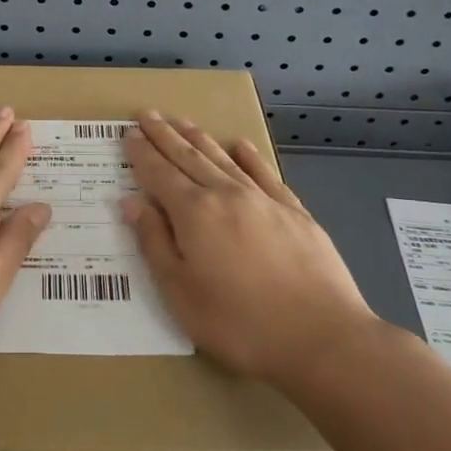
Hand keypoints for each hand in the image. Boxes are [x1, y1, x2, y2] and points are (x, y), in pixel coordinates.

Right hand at [122, 112, 373, 387]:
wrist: (322, 337)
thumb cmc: (240, 323)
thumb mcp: (180, 293)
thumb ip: (154, 243)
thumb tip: (132, 202)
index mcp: (194, 213)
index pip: (159, 174)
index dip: (141, 153)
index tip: (129, 133)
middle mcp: (226, 194)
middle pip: (188, 157)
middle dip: (165, 135)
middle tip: (147, 114)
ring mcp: (263, 200)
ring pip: (223, 159)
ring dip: (199, 138)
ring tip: (182, 121)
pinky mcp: (294, 212)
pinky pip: (265, 173)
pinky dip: (249, 156)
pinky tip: (240, 145)